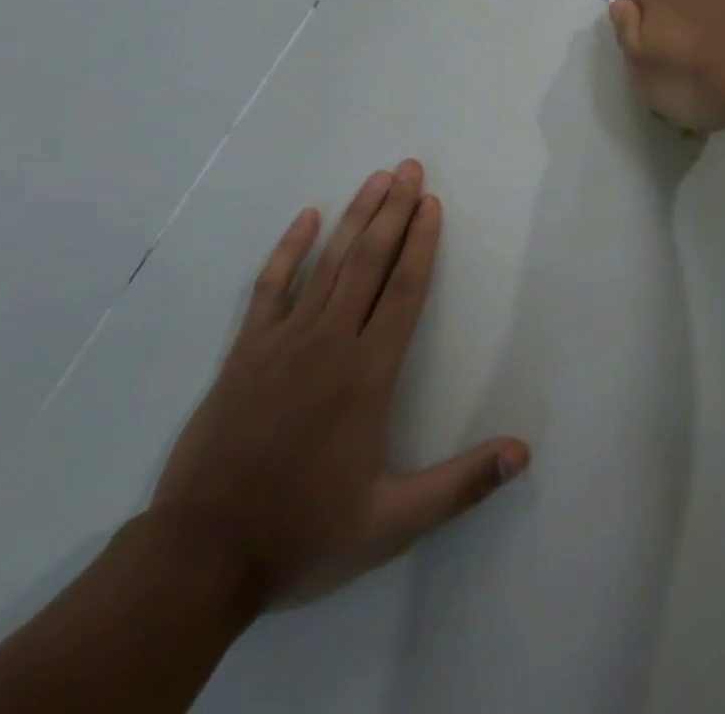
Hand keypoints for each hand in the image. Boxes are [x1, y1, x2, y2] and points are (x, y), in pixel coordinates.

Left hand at [148, 162, 529, 612]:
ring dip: (355, 217)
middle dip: (393, 209)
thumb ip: (461, 485)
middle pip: (370, 261)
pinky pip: (272, 286)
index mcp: (368, 374)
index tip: (432, 202)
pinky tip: (307, 217)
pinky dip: (290, 249)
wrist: (201, 557)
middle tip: (409, 167)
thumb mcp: (392, 523)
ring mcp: (284, 341)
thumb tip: (523, 454)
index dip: (422, 242)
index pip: (404, 290)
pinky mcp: (246, 351)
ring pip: (328, 263)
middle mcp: (330, 342)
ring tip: (376, 178)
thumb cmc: (304, 533)